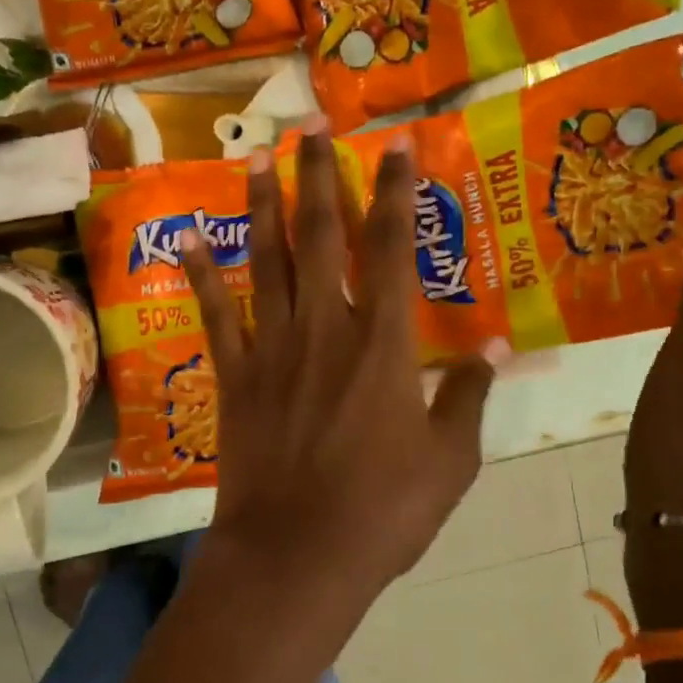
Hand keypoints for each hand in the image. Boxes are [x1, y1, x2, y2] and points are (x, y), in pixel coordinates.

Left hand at [179, 128, 496, 636]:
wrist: (297, 555)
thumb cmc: (383, 513)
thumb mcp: (450, 462)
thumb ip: (468, 398)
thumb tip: (492, 349)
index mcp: (385, 346)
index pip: (394, 249)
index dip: (396, 193)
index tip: (395, 146)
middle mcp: (326, 330)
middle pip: (322, 238)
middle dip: (320, 178)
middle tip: (311, 127)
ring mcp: (273, 350)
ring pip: (268, 262)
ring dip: (263, 207)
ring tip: (256, 159)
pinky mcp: (235, 377)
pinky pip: (217, 315)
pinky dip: (204, 275)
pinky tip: (190, 239)